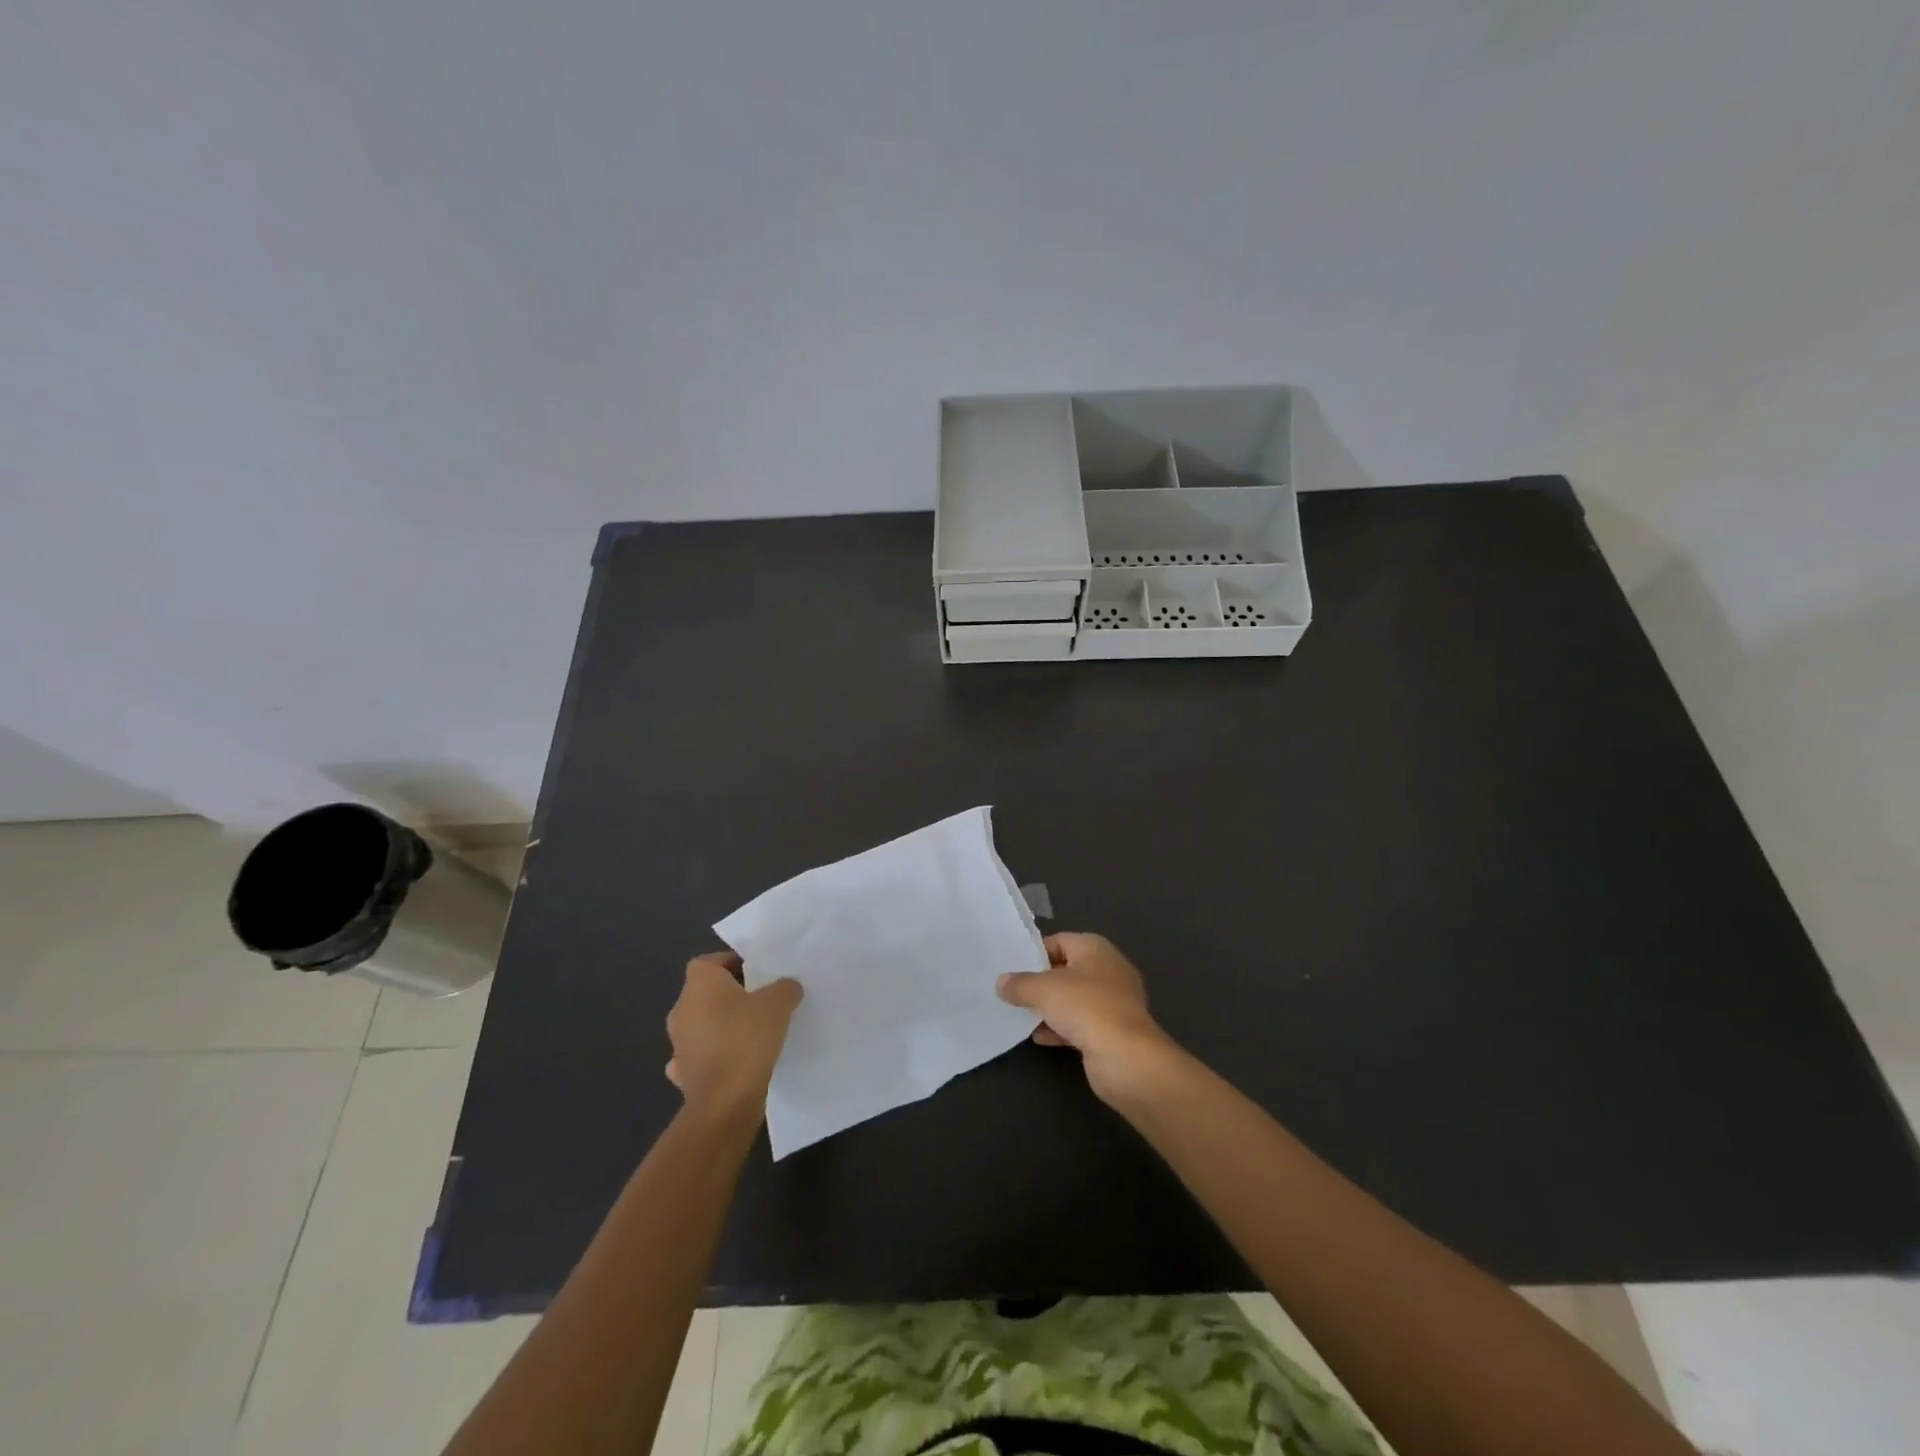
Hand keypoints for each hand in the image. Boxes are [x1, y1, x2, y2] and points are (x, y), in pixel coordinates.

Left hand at [665, 952, 801, 1120]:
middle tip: (761, 1001)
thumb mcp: (779, 1003)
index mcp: (699, 984)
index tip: (757, 975)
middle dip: (730, 996)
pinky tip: (736, 1062)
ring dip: (721, 1027)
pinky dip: (715, 1056)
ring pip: (702, 1024)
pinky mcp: (682, 1073)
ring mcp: (678, 1043)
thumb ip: (784, 988)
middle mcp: (681, 1009)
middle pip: (706, 992)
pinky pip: (700, 1055)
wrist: (724, 1101)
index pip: (710, 961)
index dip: (732, 964)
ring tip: (753, 1033)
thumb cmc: (747, 1039)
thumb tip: (786, 987)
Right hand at [997, 933, 1176, 1104]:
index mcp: (1095, 948)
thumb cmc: (1085, 1007)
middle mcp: (1108, 969)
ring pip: (1074, 999)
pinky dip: (1062, 1028)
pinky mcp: (1114, 1031)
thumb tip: (1001, 982)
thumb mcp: (1043, 990)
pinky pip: (1082, 1023)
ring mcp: (1114, 1002)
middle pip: (1066, 970)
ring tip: (1021, 1015)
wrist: (1126, 1057)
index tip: (1011, 967)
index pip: (1059, 941)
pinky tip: (1040, 1038)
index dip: (1035, 952)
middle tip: (1013, 991)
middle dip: (1041, 982)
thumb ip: (1019, 984)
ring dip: (1050, 1008)